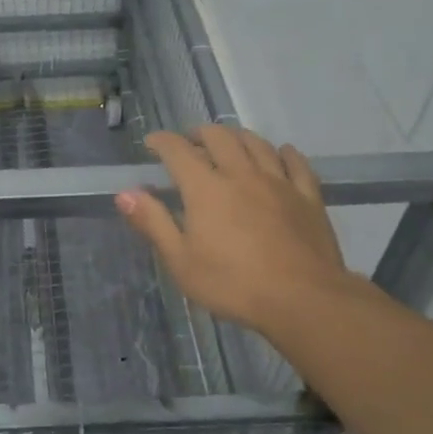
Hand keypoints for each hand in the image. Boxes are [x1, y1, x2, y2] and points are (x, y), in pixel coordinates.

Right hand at [116, 125, 374, 339]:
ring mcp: (278, 182)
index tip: (152, 143)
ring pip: (257, 144)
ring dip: (238, 137)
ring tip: (229, 142)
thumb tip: (125, 193)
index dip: (162, 141)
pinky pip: (297, 164)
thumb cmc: (233, 284)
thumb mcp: (181, 261)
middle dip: (199, 134)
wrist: (303, 299)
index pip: (178, 151)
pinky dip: (285, 153)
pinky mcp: (308, 197)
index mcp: (205, 188)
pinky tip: (281, 152)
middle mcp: (241, 174)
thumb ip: (153, 222)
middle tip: (190, 142)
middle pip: (219, 138)